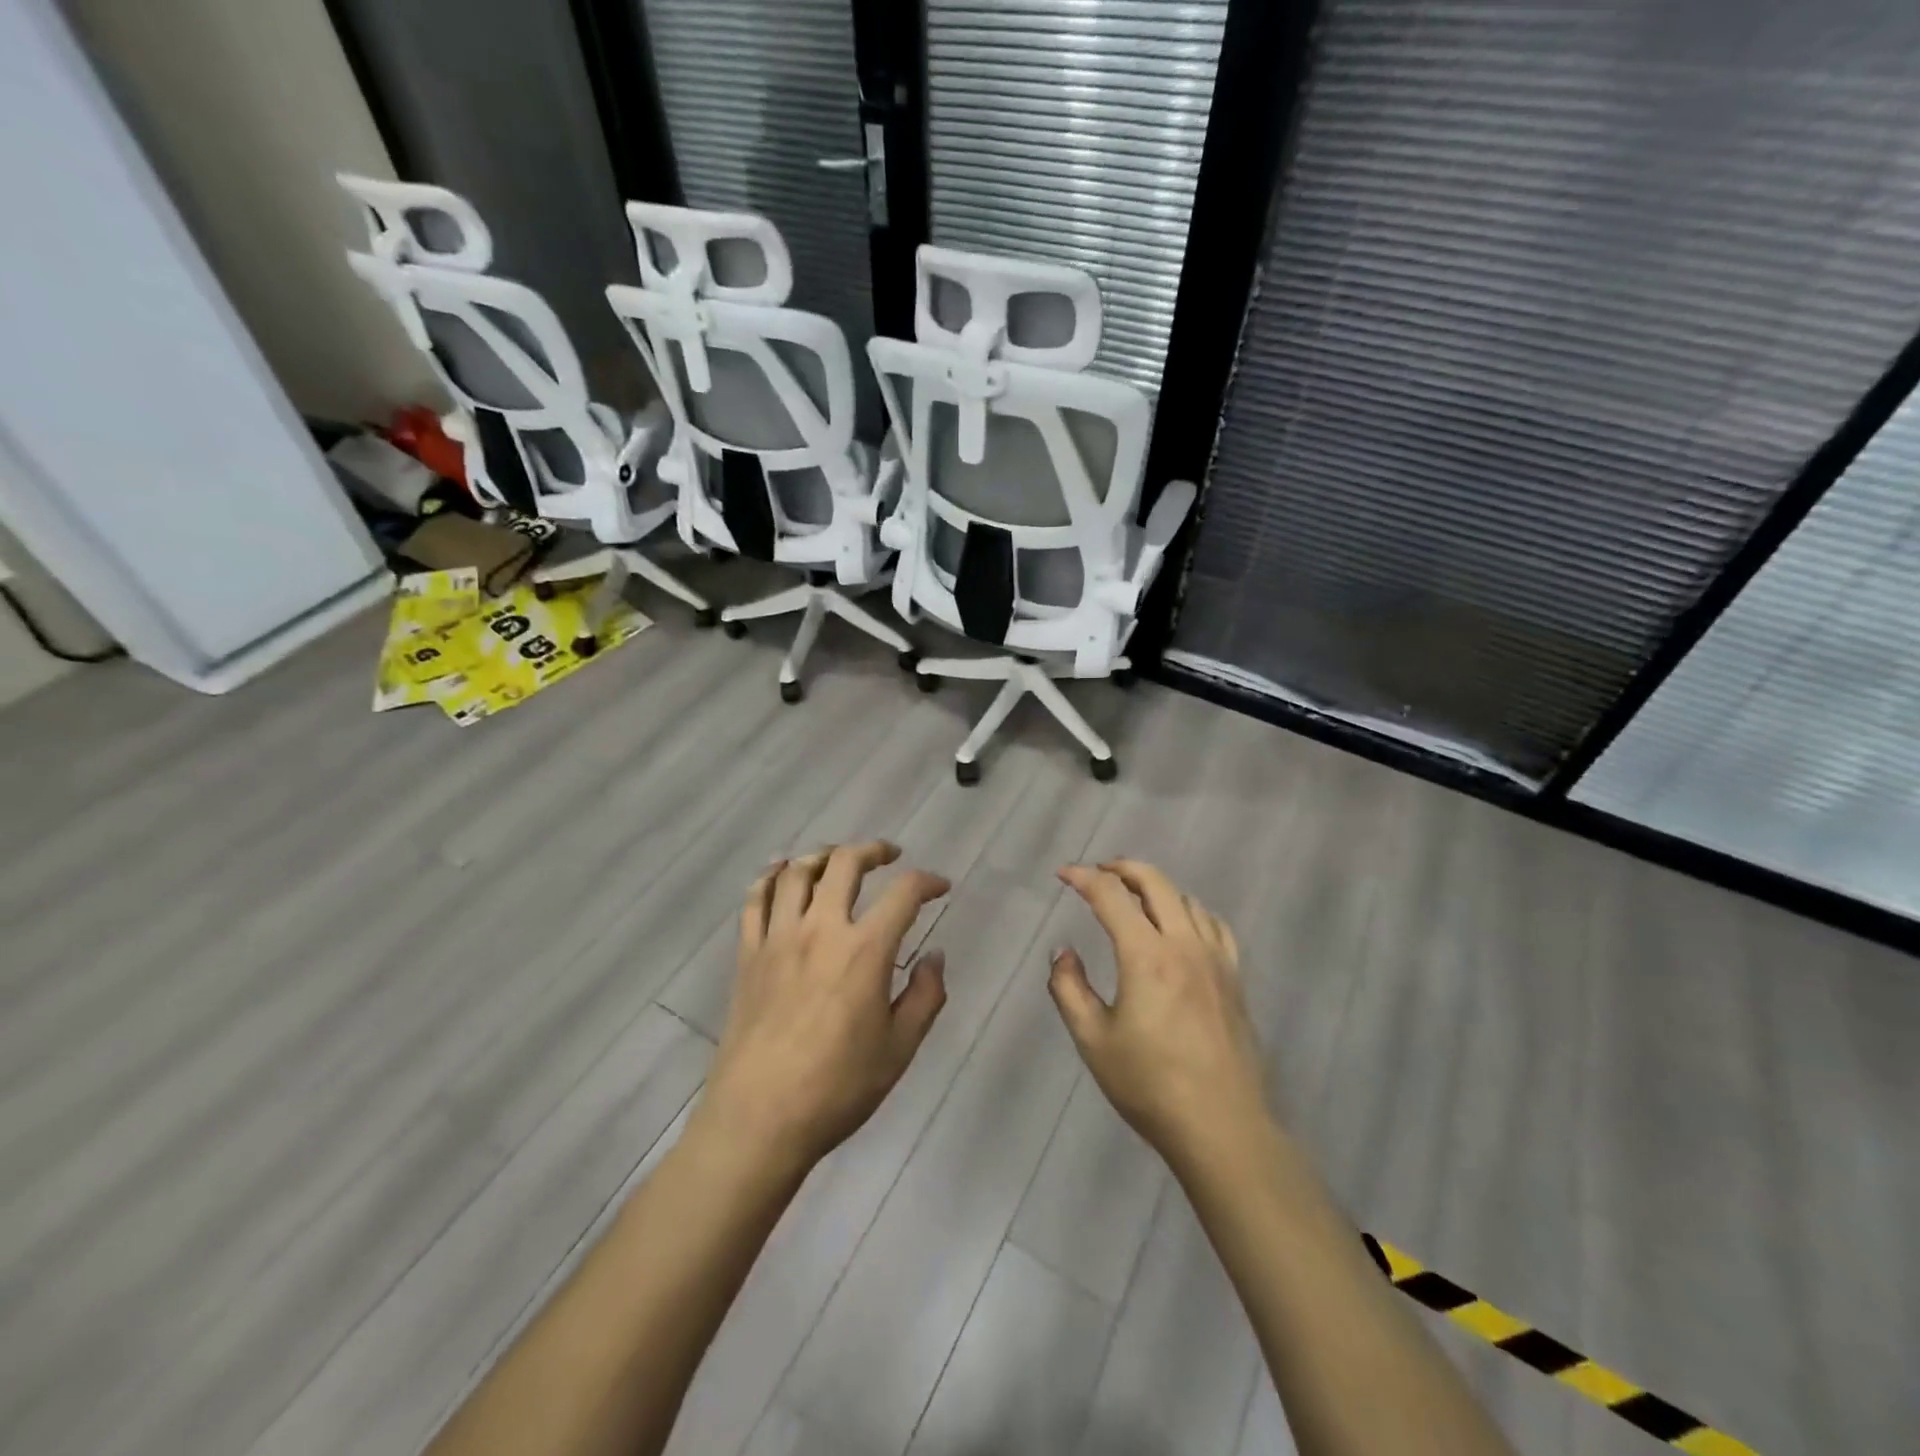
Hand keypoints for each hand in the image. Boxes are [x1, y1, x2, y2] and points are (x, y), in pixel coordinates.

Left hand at [698, 842, 950, 1172]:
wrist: (759, 1119)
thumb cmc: (838, 1088)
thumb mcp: (900, 1049)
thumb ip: (926, 996)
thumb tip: (935, 956)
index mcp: (865, 951)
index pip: (904, 893)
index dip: (928, 881)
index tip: (940, 887)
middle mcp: (821, 930)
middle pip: (845, 864)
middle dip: (873, 850)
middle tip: (889, 856)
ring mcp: (778, 938)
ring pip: (796, 871)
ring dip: (822, 855)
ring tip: (838, 860)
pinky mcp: (748, 954)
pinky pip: (755, 899)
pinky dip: (770, 876)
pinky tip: (781, 873)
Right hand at [1050, 860, 1269, 1172]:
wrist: (1222, 1127)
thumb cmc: (1150, 1086)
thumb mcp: (1093, 1040)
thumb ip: (1069, 989)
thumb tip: (1064, 953)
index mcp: (1146, 956)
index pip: (1111, 896)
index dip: (1084, 877)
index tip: (1063, 874)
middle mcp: (1184, 945)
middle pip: (1156, 882)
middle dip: (1123, 868)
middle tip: (1099, 872)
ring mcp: (1216, 959)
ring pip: (1186, 899)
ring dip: (1156, 887)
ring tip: (1134, 897)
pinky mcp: (1234, 978)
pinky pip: (1214, 925)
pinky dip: (1190, 910)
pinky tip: (1181, 925)